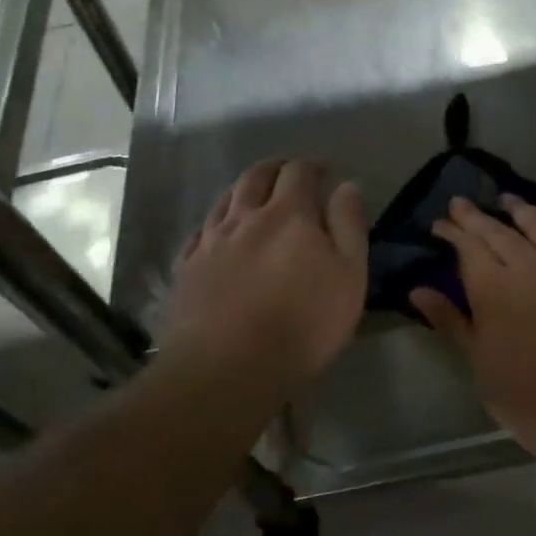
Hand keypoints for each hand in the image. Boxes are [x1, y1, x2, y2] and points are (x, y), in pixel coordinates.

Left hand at [162, 160, 366, 390]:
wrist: (227, 367)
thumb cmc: (302, 323)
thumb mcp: (348, 275)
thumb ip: (349, 226)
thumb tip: (346, 186)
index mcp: (288, 214)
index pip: (299, 172)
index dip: (312, 167)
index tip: (323, 174)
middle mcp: (245, 217)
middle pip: (256, 176)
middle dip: (275, 169)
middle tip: (288, 175)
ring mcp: (210, 242)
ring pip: (225, 199)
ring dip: (243, 189)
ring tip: (254, 196)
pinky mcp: (187, 269)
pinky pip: (200, 233)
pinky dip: (215, 224)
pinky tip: (218, 234)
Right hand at [412, 195, 535, 475]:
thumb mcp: (483, 370)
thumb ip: (452, 324)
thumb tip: (418, 290)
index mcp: (495, 289)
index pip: (467, 247)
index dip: (451, 232)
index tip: (440, 224)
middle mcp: (532, 264)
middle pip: (498, 230)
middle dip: (475, 216)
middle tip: (461, 204)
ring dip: (520, 208)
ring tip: (507, 200)